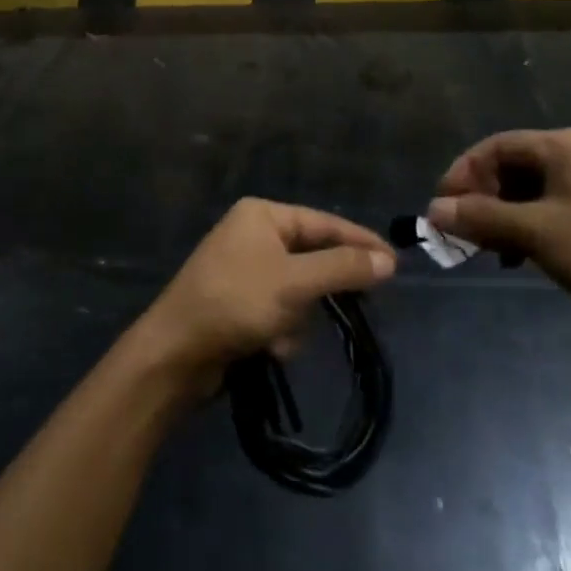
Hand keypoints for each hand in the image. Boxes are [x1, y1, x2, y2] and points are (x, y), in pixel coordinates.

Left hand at [138, 199, 394, 386]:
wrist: (174, 355)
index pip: (325, 223)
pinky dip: (281, 331)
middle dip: (322, 291)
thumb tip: (389, 260)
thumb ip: (344, 268)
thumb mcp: (295, 283)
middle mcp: (253, 235)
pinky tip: (270, 349)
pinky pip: (279, 311)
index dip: (361, 242)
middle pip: (312, 257)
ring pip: (299, 290)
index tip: (395, 263)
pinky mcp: (239, 303)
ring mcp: (244, 270)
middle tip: (359, 307)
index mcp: (262, 215)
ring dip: (299, 319)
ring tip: (283, 337)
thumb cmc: (235, 303)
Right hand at [430, 128, 570, 319]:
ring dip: (500, 217)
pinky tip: (515, 257)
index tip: (442, 206)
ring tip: (484, 249)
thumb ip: (482, 217)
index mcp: (562, 146)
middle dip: (480, 199)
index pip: (496, 146)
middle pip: (510, 167)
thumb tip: (434, 210)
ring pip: (527, 191)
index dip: (463, 173)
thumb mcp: (535, 232)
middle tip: (459, 231)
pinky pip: (547, 209)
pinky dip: (524, 227)